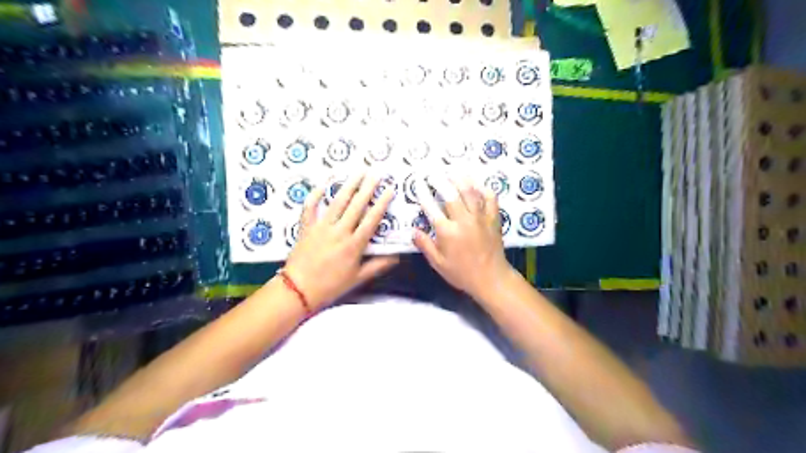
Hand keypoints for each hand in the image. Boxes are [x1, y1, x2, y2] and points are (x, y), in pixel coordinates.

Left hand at [282, 171, 400, 309]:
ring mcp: (321, 227)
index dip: (382, 204)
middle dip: (367, 188)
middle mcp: (340, 232)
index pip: (372, 220)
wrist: (299, 290)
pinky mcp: (306, 227)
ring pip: (337, 202)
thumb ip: (378, 265)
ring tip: (358, 172)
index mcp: (354, 244)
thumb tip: (397, 256)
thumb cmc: (331, 286)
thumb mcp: (358, 278)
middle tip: (376, 173)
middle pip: (356, 205)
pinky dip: (315, 195)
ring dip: (348, 186)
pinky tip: (322, 185)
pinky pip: (310, 208)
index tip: (389, 190)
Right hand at [412, 177, 511, 300]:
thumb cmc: (462, 273)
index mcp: (447, 232)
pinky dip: (484, 188)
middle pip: (450, 194)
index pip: (431, 207)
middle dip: (440, 180)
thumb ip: (425, 245)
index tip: (418, 183)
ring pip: (470, 192)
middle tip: (433, 172)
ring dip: (460, 179)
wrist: (491, 278)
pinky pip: (490, 198)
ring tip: (453, 171)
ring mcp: (480, 218)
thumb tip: (413, 230)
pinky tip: (477, 183)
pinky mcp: (493, 218)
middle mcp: (463, 220)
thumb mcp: (438, 263)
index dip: (423, 193)